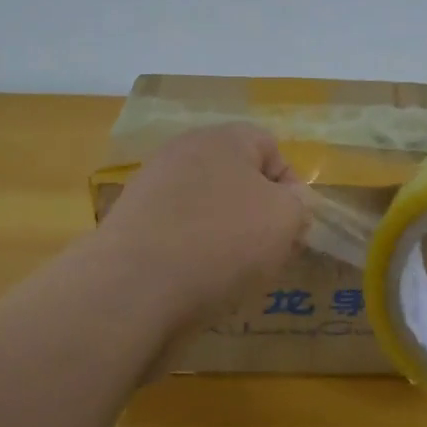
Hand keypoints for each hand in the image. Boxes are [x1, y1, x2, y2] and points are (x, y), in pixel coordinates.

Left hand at [97, 125, 308, 332]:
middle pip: (236, 178)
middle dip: (256, 213)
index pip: (270, 148)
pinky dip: (190, 252)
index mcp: (223, 138)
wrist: (133, 288)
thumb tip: (288, 201)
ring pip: (206, 207)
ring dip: (224, 234)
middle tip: (267, 251)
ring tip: (231, 272)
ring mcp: (151, 187)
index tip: (293, 227)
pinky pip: (176, 232)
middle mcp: (183, 152)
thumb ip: (298, 203)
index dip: (290, 187)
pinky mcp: (129, 224)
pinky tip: (194, 281)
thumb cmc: (222, 241)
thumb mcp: (285, 219)